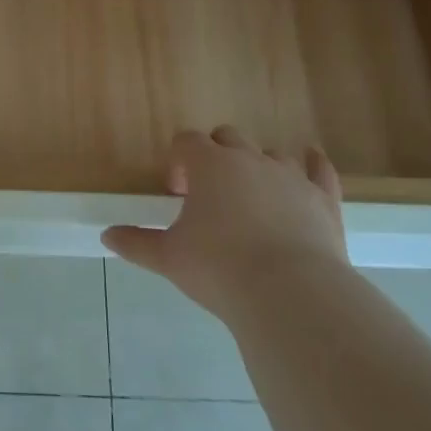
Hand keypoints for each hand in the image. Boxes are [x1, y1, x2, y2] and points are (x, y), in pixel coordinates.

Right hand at [102, 126, 347, 319]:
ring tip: (252, 198)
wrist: (290, 294)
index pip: (187, 141)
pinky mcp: (323, 198)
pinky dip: (313, 163)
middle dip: (216, 156)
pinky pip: (319, 169)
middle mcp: (249, 159)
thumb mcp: (169, 258)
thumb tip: (106, 236)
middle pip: (228, 137)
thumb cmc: (219, 268)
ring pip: (270, 153)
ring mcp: (290, 176)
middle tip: (210, 194)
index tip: (177, 193)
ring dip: (258, 166)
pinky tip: (311, 160)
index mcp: (209, 164)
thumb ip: (136, 243)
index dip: (179, 161)